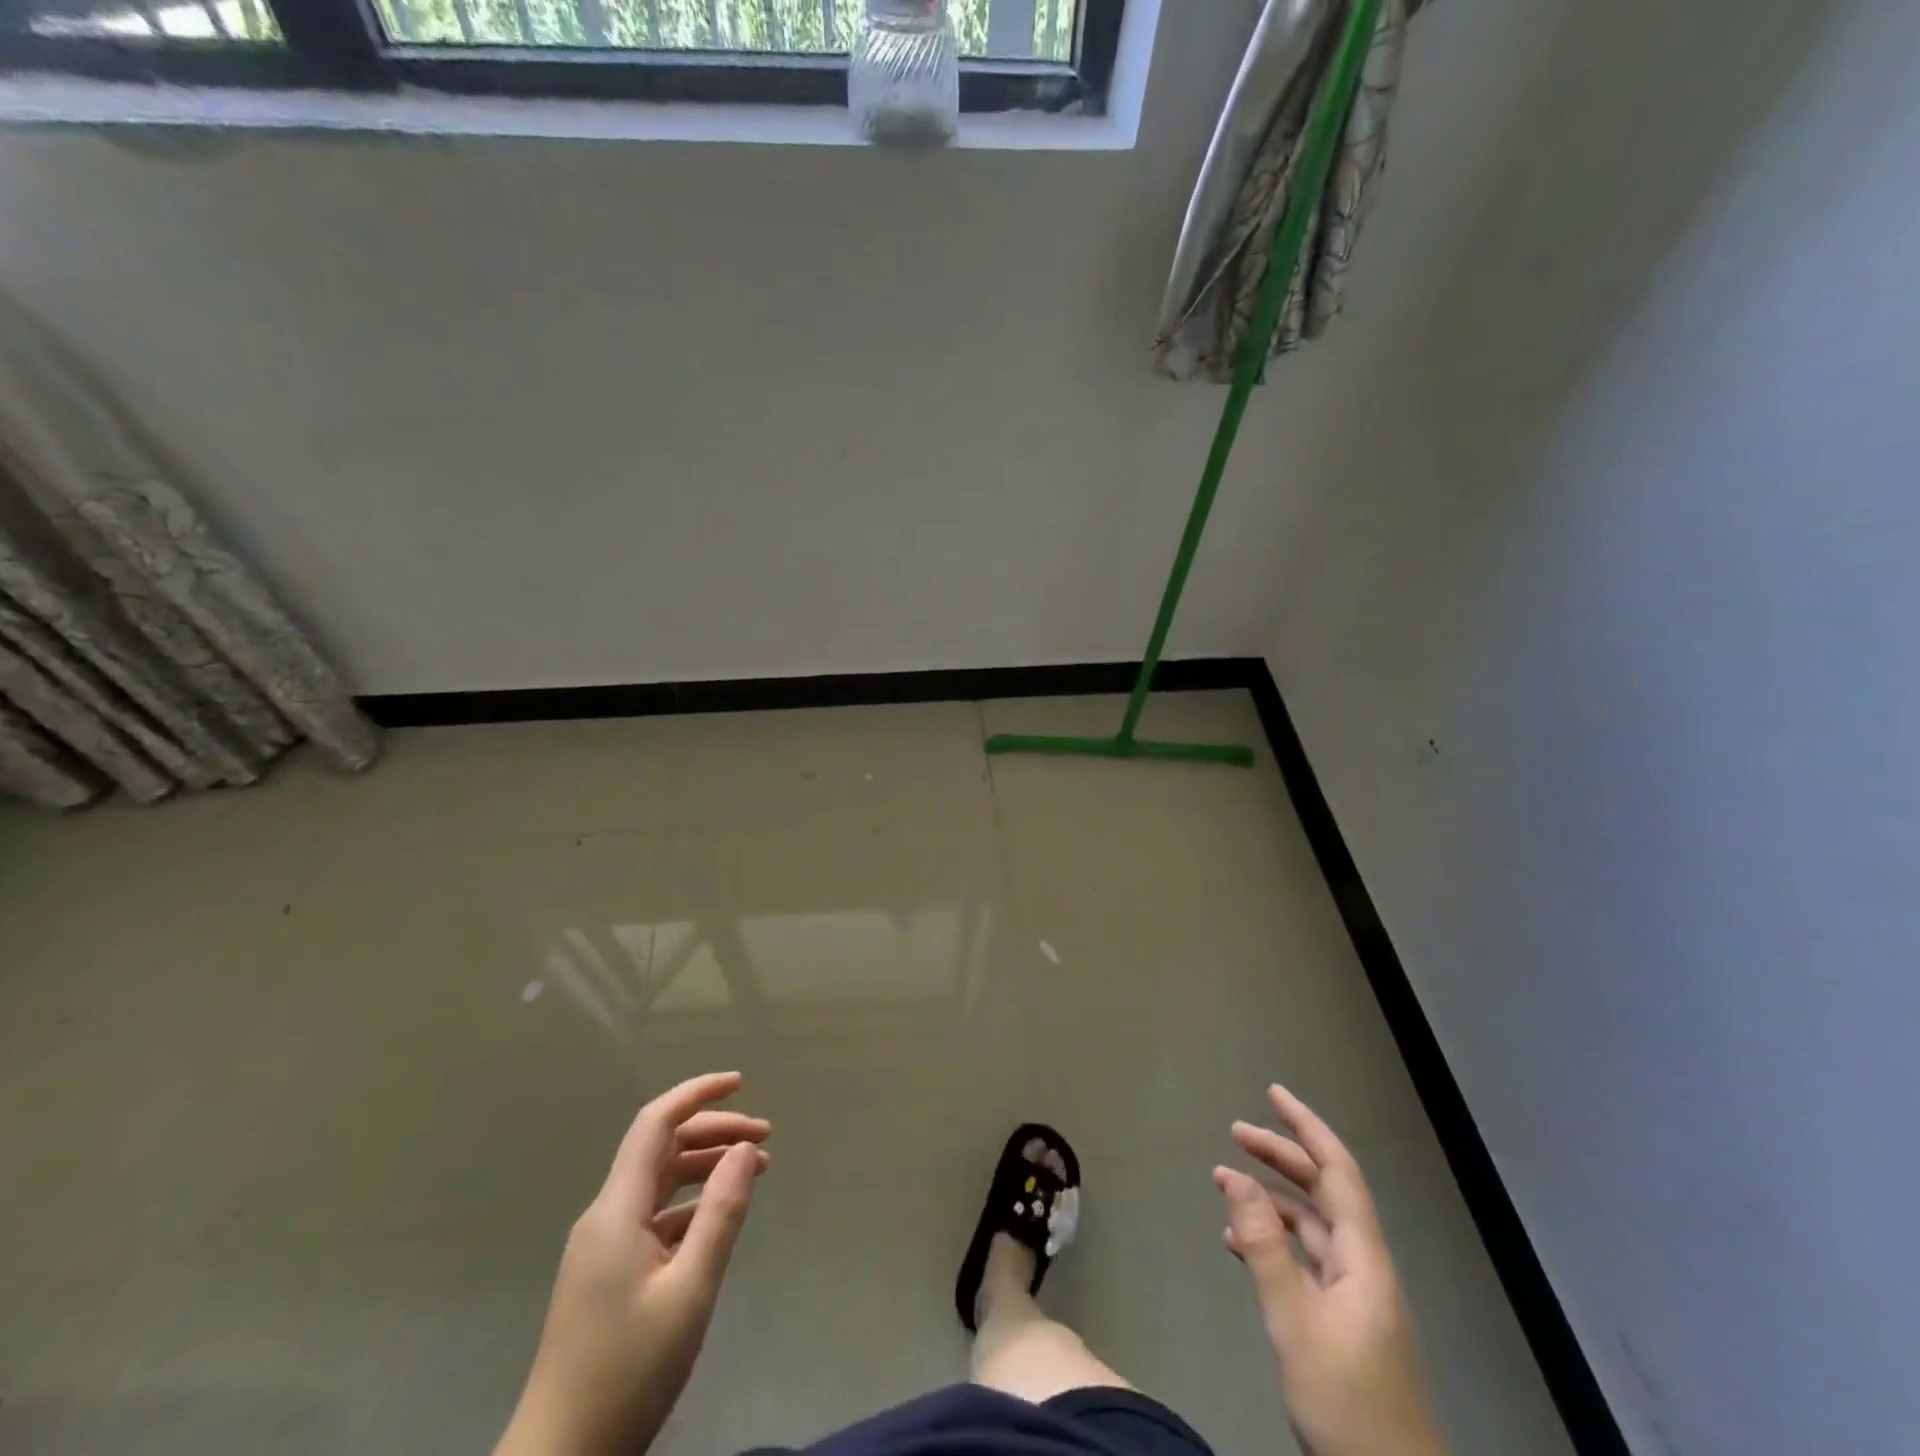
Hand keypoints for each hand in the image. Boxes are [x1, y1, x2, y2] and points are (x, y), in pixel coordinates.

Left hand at [496, 1072, 770, 1455]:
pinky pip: (653, 1217)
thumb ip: (720, 1213)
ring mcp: (602, 1248)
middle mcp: (604, 1217)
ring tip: (755, 1171)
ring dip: (704, 1167)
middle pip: (660, 1149)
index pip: (655, 1123)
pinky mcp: (606, 1276)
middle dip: (713, 1132)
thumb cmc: (627, 1374)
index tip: (741, 1083)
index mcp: (616, 1211)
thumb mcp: (689, 1291)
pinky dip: (690, 1204)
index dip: (696, 1094)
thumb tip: (745, 1149)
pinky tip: (719, 1220)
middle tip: (766, 1138)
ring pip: (658, 1182)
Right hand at [1214, 1086, 1447, 1455]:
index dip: (1307, 1127)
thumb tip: (1234, 1177)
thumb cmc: (1348, 1403)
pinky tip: (1238, 1244)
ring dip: (1270, 1199)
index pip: (1338, 1171)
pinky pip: (1304, 1258)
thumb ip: (1263, 1246)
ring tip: (1223, 1185)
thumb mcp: (1294, 1321)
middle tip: (1235, 1131)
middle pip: (1322, 1192)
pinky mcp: (1342, 1321)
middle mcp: (1363, 1265)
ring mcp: (1354, 1295)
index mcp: (1364, 1258)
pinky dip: (1271, 1240)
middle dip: (1280, 1155)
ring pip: (1310, 1225)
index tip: (1274, 1093)